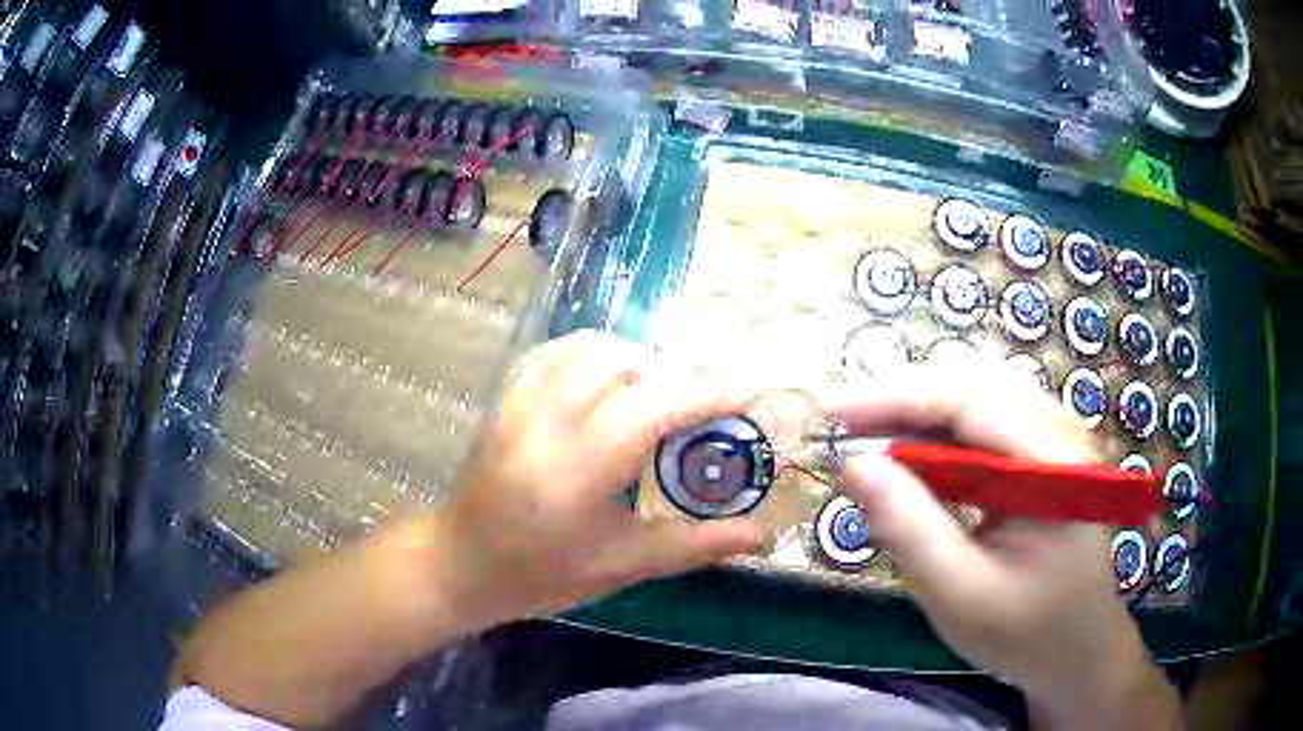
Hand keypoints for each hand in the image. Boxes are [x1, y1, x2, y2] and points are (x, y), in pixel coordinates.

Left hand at [435, 330, 767, 624]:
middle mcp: (545, 422)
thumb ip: (696, 544)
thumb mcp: (623, 566)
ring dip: (638, 359)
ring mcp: (520, 402)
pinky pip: (559, 352)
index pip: (650, 407)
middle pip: (622, 363)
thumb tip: (761, 533)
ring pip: (589, 347)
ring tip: (663, 393)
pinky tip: (614, 382)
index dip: (706, 392)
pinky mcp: (507, 397)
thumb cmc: (542, 574)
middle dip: (676, 373)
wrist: (462, 563)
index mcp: (575, 470)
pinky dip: (599, 355)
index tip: (750, 390)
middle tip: (707, 404)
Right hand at [829, 355, 1181, 728]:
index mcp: (1054, 462)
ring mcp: (1052, 439)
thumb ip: (912, 529)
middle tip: (843, 428)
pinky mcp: (1040, 455)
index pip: (968, 400)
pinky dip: (938, 434)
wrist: (1079, 648)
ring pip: (975, 394)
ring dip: (918, 413)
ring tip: (868, 441)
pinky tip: (911, 461)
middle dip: (902, 398)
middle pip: (972, 382)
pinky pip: (983, 423)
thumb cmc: (1027, 632)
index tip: (829, 412)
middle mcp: (1058, 431)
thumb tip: (855, 466)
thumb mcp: (962, 595)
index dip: (893, 397)